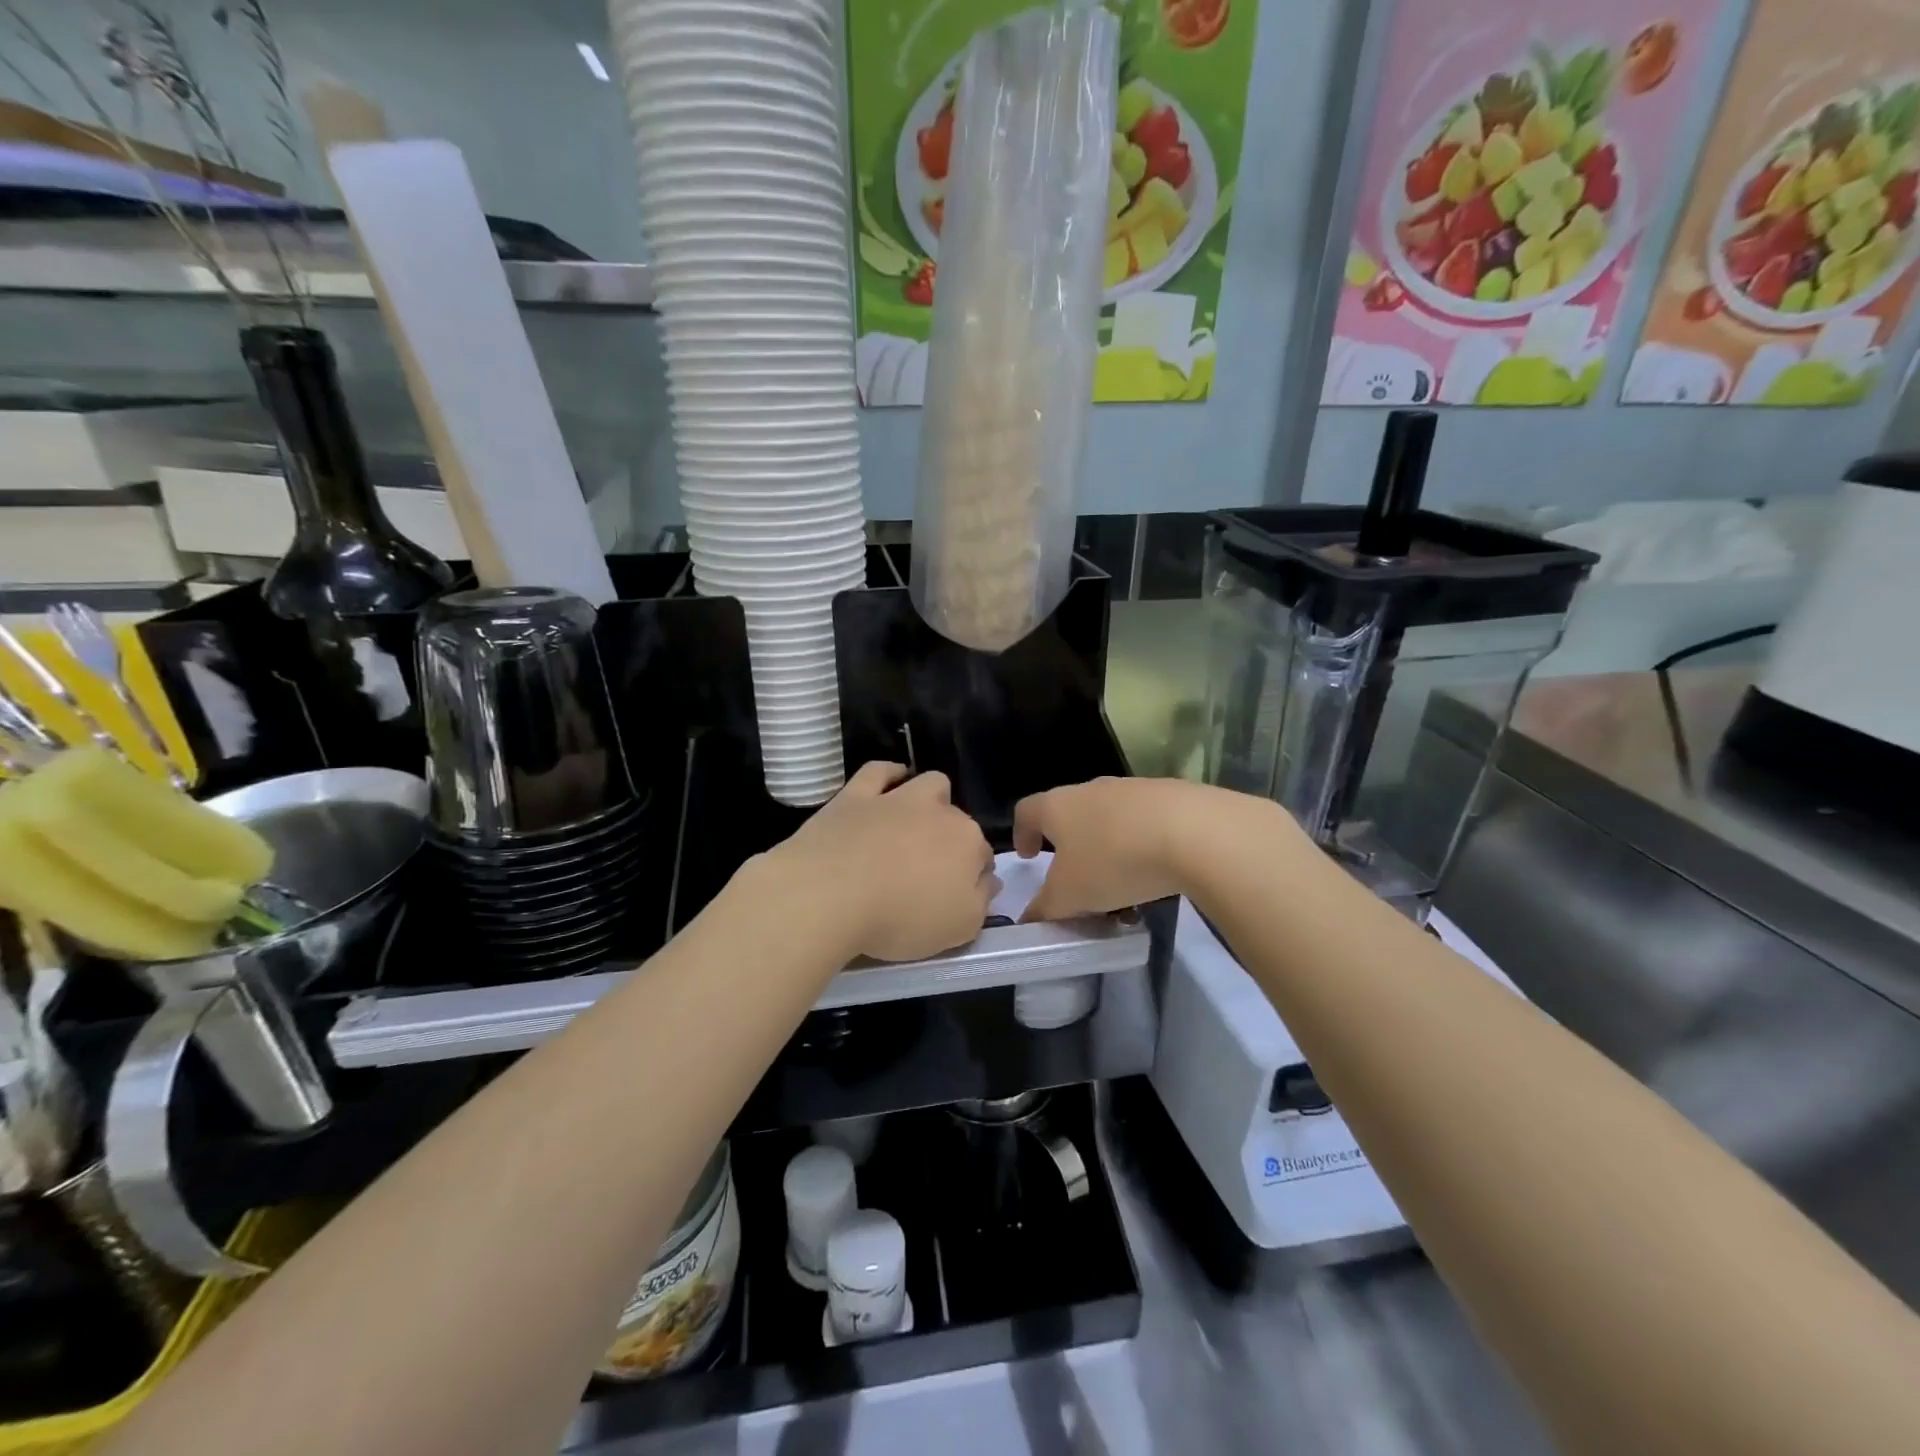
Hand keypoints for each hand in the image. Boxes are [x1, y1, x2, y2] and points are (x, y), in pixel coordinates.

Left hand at [770, 762, 995, 961]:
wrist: (830, 895)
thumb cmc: (901, 918)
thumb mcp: (959, 928)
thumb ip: (981, 901)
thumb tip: (989, 878)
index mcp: (968, 843)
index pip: (982, 855)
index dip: (971, 875)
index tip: (954, 895)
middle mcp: (939, 811)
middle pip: (957, 820)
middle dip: (950, 839)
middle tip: (927, 871)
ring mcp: (897, 798)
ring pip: (929, 784)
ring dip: (930, 799)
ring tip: (914, 825)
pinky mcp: (857, 795)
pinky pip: (879, 771)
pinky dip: (888, 776)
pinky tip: (886, 787)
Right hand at [1013, 777, 1290, 920]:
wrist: (1195, 832)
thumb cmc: (1114, 860)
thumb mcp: (1070, 896)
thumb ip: (1045, 909)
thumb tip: (1029, 919)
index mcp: (1058, 805)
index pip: (1026, 811)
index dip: (1022, 834)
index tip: (1028, 857)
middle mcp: (1091, 789)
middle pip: (1071, 815)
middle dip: (1071, 849)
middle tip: (1077, 882)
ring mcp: (1133, 789)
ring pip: (1110, 822)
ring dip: (1109, 852)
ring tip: (1122, 893)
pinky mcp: (1172, 796)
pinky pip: (1145, 824)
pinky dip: (1142, 849)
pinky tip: (1156, 878)